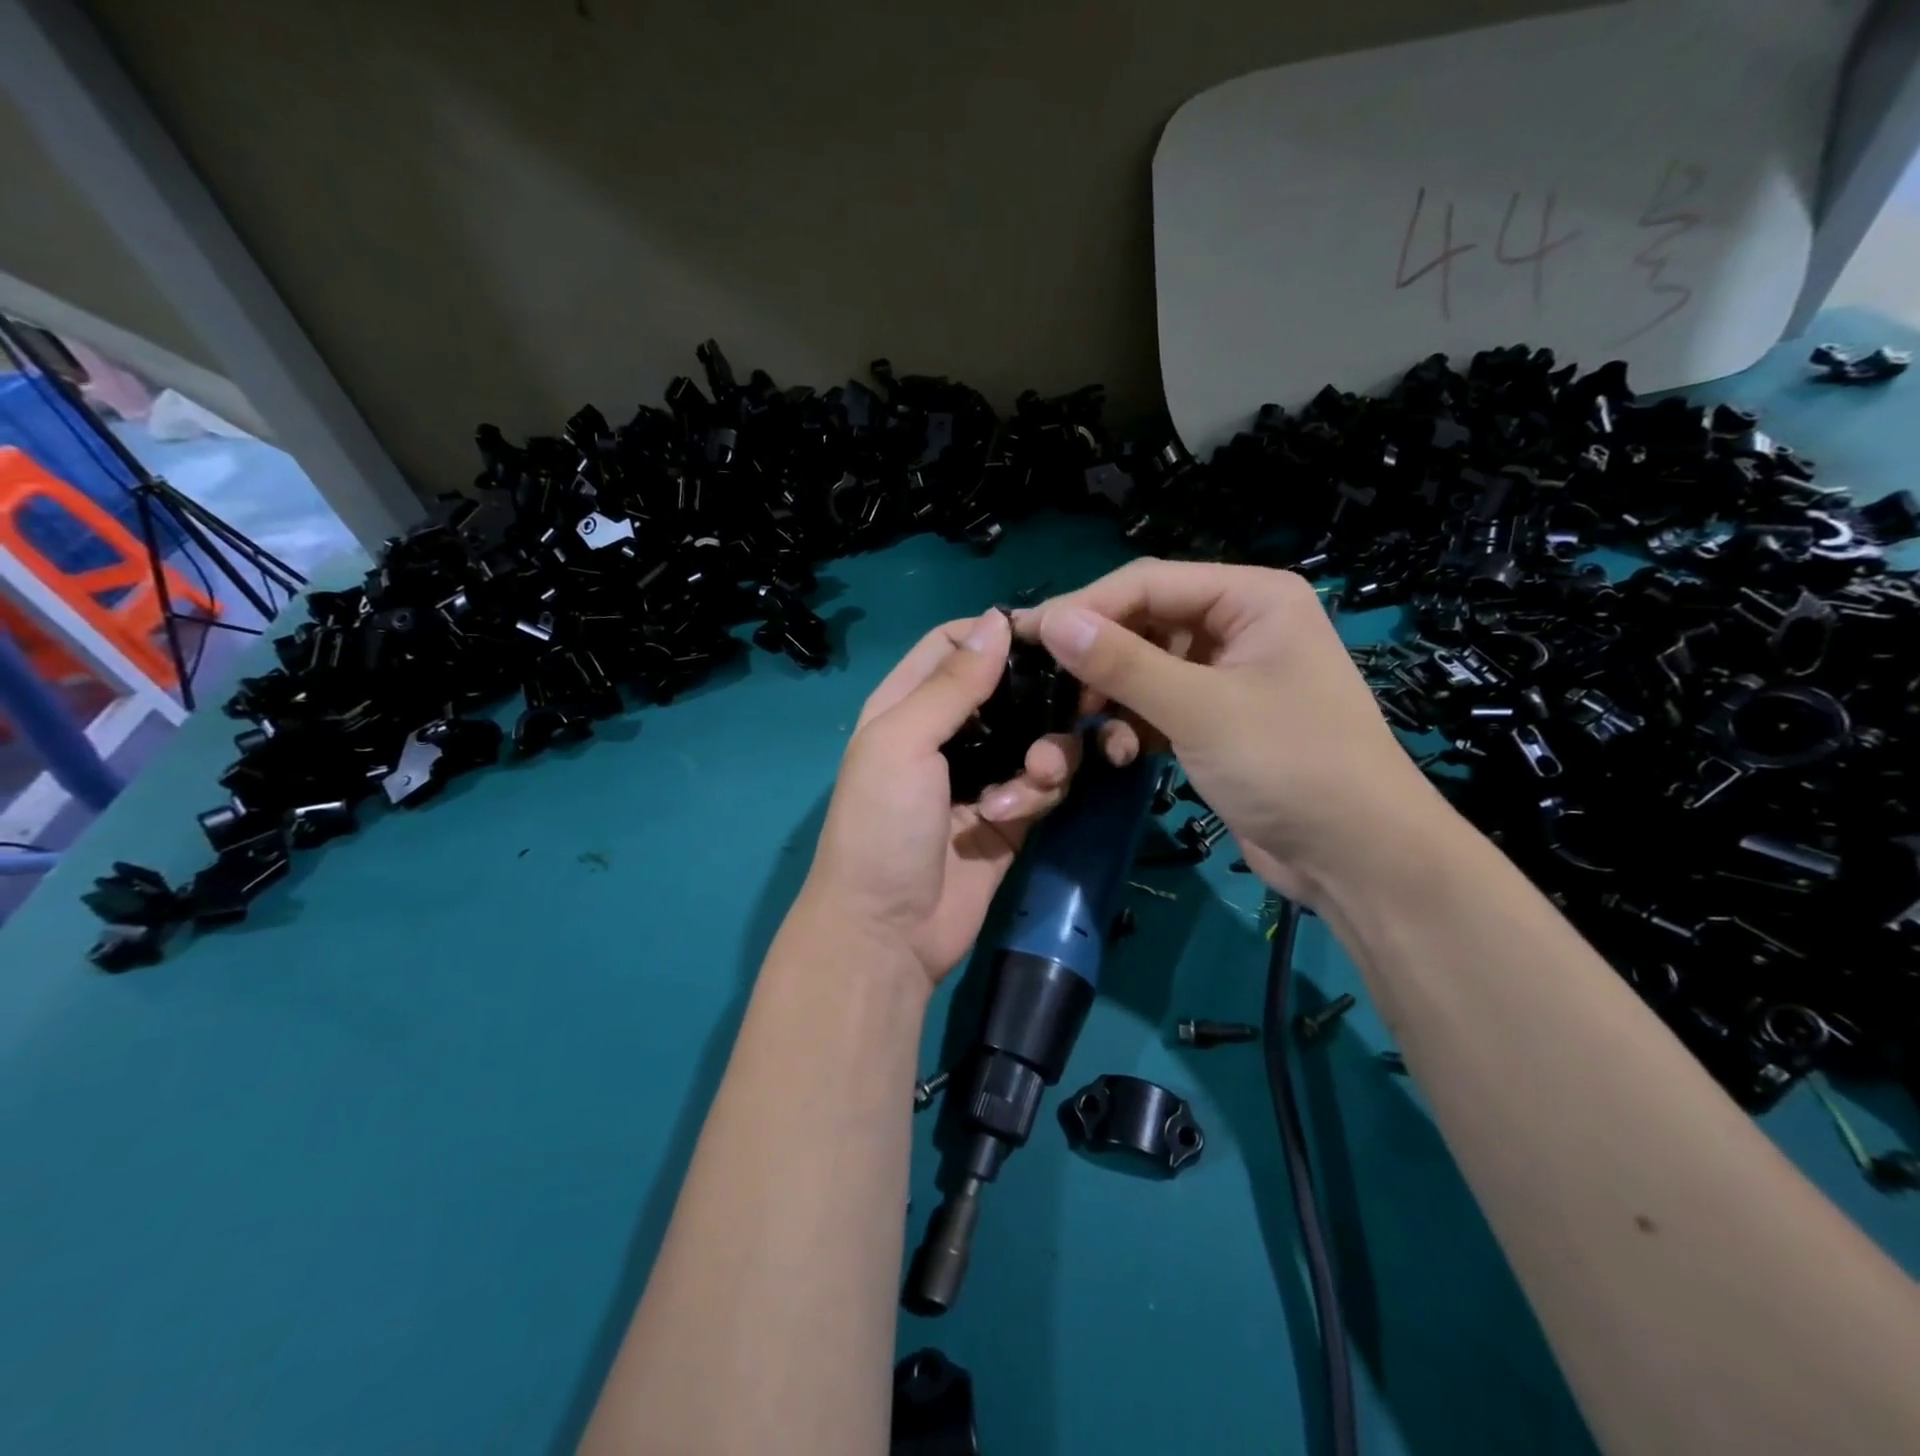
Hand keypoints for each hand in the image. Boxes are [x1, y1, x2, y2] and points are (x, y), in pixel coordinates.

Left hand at [798, 609, 1079, 983]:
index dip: (997, 634)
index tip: (1049, 634)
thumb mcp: (902, 742)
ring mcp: (981, 775)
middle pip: (1008, 690)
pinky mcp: (1011, 814)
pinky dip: (1041, 789)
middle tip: (1080, 700)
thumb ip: (952, 684)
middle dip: (1042, 695)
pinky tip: (1018, 809)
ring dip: (1047, 751)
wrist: (888, 931)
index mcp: (908, 705)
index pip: (954, 646)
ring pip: (1037, 736)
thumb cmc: (882, 825)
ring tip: (1036, 776)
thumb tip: (997, 619)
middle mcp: (947, 734)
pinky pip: (1044, 783)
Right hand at [1017, 560, 1446, 903]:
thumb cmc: (1290, 765)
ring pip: (1146, 667)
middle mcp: (1240, 625)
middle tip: (1046, 687)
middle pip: (1144, 622)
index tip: (1026, 637)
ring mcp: (1229, 674)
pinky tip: (1125, 755)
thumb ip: (1123, 663)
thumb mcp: (1200, 709)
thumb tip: (1051, 622)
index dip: (1084, 607)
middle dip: (1098, 657)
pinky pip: (1160, 705)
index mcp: (1251, 598)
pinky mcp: (1218, 719)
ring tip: (1085, 726)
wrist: (1356, 858)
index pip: (1148, 583)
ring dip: (1113, 696)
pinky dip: (1136, 725)